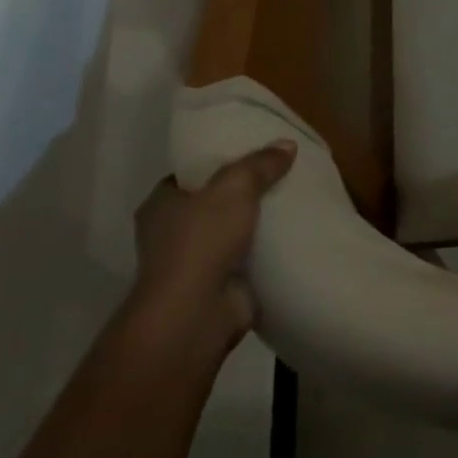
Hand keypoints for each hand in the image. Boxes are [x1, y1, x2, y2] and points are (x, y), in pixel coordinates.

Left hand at [128, 141, 297, 361]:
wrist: (196, 312)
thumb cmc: (201, 241)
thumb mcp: (235, 188)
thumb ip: (260, 164)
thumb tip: (287, 145)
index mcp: (160, 205)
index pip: (189, 174)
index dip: (218, 162)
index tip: (252, 153)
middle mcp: (171, 232)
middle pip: (214, 201)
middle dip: (244, 192)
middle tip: (283, 173)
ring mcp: (194, 261)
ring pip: (233, 229)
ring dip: (257, 222)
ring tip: (296, 200)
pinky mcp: (219, 283)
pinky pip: (248, 256)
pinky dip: (268, 248)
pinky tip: (296, 233)